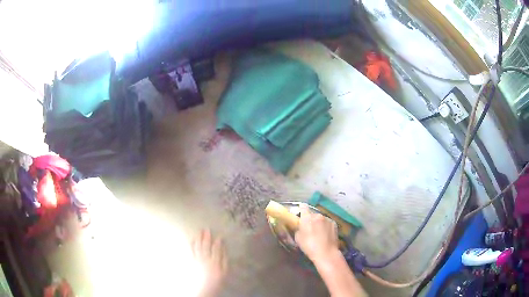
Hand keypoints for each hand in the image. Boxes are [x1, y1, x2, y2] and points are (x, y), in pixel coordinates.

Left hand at [192, 229, 227, 296]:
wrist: (204, 289)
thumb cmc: (216, 281)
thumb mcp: (224, 272)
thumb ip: (224, 260)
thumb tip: (223, 249)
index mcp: (215, 262)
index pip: (216, 249)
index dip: (218, 242)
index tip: (219, 235)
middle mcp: (205, 259)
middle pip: (206, 246)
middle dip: (206, 237)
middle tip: (207, 229)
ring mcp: (197, 260)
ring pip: (198, 247)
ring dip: (199, 238)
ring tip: (200, 231)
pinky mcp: (192, 261)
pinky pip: (191, 251)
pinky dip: (192, 245)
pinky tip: (192, 239)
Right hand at [295, 204, 339, 263]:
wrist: (326, 253)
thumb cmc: (309, 246)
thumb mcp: (298, 238)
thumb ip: (298, 228)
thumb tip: (300, 225)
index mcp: (306, 218)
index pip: (303, 207)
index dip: (301, 209)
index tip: (300, 213)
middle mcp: (317, 215)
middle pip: (312, 214)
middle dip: (310, 219)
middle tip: (309, 228)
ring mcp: (327, 219)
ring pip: (320, 219)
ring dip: (319, 223)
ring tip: (319, 233)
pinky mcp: (334, 223)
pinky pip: (327, 223)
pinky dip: (325, 226)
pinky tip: (325, 234)